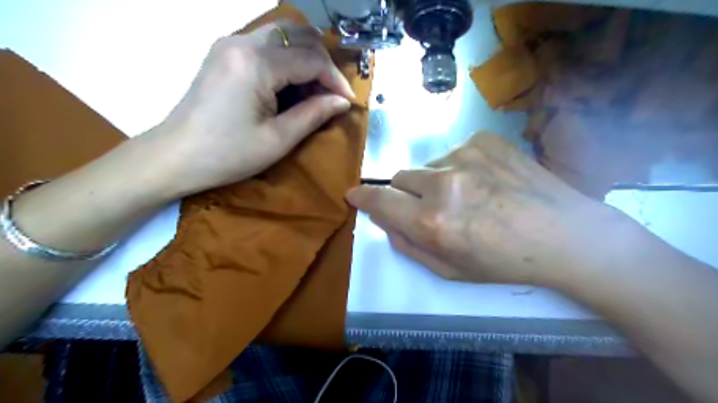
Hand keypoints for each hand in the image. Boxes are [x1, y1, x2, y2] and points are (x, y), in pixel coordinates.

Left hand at [139, 21, 352, 198]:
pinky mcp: (225, 53)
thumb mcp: (278, 139)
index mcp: (256, 63)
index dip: (335, 79)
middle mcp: (242, 41)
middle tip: (331, 94)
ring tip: (313, 92)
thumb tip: (342, 101)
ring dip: (305, 59)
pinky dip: (286, 61)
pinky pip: (266, 45)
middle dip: (322, 63)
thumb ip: (314, 114)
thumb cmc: (228, 154)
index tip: (348, 101)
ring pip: (282, 36)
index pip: (311, 59)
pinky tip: (290, 87)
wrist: (176, 156)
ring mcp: (230, 44)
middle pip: (298, 35)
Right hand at [345, 132, 628, 288]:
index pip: (380, 201)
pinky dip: (459, 168)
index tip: (354, 195)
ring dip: (436, 182)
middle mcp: (444, 184)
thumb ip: (409, 245)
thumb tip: (385, 221)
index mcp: (433, 222)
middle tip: (433, 208)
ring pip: (428, 166)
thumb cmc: (505, 261)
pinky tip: (487, 182)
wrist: (565, 234)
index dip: (364, 198)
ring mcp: (465, 156)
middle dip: (406, 194)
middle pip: (400, 178)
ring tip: (470, 197)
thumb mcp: (450, 270)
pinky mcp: (484, 140)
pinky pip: (453, 154)